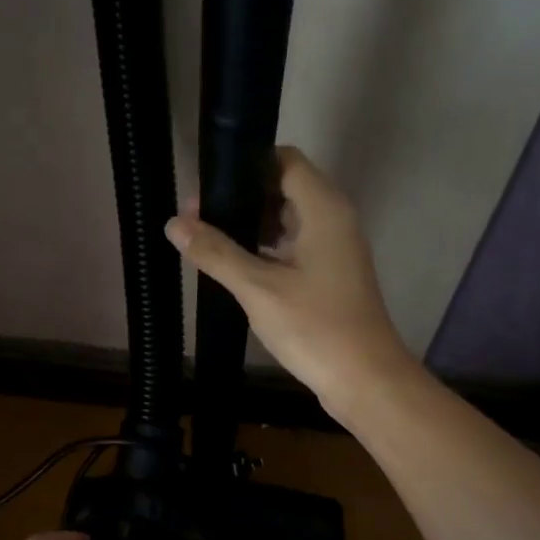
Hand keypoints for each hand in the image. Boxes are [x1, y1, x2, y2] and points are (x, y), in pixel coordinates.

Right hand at [165, 146, 416, 422]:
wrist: (364, 380)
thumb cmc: (315, 327)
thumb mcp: (258, 288)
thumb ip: (216, 253)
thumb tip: (174, 223)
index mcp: (323, 208)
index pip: (284, 160)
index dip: (245, 165)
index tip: (208, 185)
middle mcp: (333, 219)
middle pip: (284, 188)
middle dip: (241, 197)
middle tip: (197, 216)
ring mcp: (334, 249)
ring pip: (288, 219)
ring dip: (251, 225)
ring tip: (207, 239)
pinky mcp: (330, 275)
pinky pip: (294, 246)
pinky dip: (266, 248)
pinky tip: (235, 266)